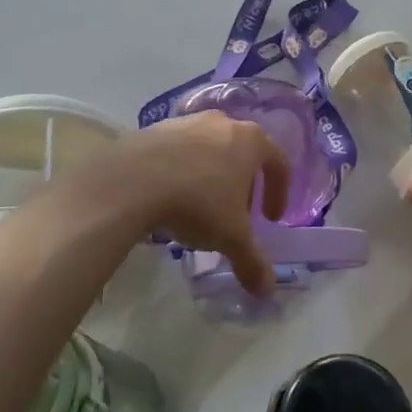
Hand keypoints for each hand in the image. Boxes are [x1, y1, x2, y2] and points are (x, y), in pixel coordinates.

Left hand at [113, 112, 289, 295]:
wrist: (132, 180)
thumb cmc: (197, 203)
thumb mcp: (231, 238)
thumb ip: (252, 262)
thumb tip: (266, 289)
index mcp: (251, 141)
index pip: (279, 163)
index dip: (279, 193)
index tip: (270, 219)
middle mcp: (222, 123)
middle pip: (243, 153)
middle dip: (243, 184)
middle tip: (236, 214)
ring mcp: (186, 122)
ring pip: (210, 149)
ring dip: (211, 175)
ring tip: (199, 206)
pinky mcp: (154, 128)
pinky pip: (178, 151)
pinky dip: (181, 171)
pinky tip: (169, 196)